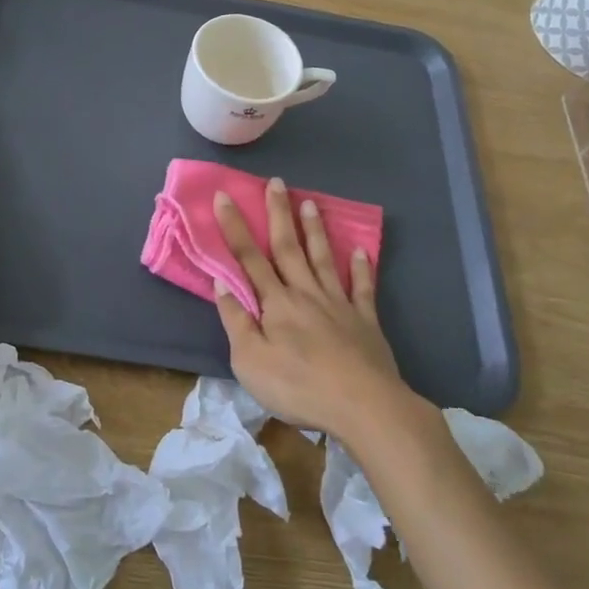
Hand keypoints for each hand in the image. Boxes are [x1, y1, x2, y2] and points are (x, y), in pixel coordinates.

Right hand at [210, 177, 405, 436]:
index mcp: (276, 303)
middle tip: (276, 182)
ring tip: (310, 203)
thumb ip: (237, 322)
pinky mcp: (365, 320)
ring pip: (324, 258)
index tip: (224, 196)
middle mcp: (306, 293)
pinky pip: (363, 288)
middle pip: (289, 247)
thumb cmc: (299, 387)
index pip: (249, 257)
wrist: (364, 407)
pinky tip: (362, 252)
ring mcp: (339, 304)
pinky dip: (363, 268)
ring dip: (315, 230)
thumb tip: (223, 285)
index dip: (234, 226)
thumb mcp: (251, 362)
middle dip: (279, 213)